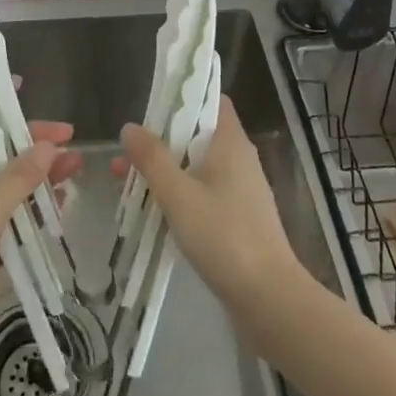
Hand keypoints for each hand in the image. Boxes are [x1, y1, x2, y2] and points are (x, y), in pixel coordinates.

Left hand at [0, 107, 81, 390]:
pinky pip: (10, 220)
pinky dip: (33, 211)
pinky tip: (61, 208)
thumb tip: (48, 145)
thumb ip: (17, 178)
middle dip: (29, 143)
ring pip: (6, 186)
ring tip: (75, 169)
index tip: (18, 86)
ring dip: (37, 177)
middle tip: (68, 138)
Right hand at [116, 95, 306, 319]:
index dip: (184, 96)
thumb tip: (129, 127)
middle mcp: (239, 160)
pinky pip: (204, 193)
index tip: (152, 105)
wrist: (269, 299)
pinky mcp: (239, 219)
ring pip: (197, 167)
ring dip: (166, 171)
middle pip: (197, 135)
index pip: (212, 100)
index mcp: (231, 143)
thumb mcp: (179, 194)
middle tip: (126, 153)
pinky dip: (180, 194)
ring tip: (127, 184)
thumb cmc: (224, 236)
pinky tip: (154, 212)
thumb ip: (152, 159)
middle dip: (161, 141)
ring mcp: (241, 191)